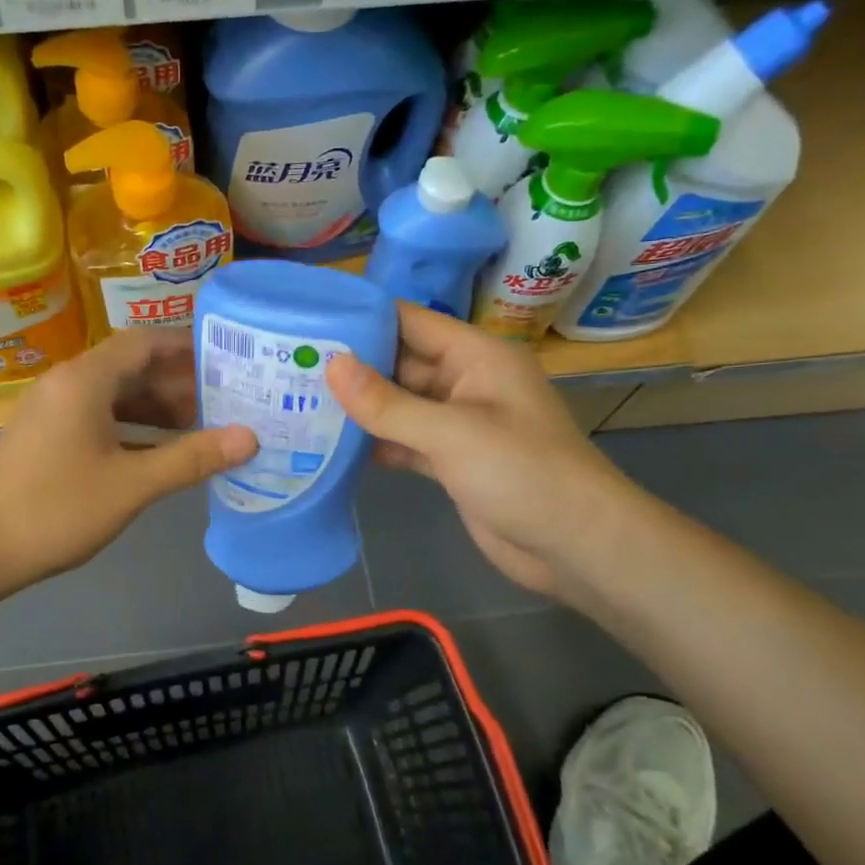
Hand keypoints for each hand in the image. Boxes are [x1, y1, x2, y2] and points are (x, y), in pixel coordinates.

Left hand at [0, 328, 256, 598]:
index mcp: (84, 380)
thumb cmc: (57, 509)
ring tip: (201, 426)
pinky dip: (132, 426)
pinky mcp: (46, 434)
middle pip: (131, 366)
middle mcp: (66, 383)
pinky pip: (98, 416)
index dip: (188, 348)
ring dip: (156, 407)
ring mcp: (52, 409)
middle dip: (178, 382)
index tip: (228, 361)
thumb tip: (250, 438)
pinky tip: (160, 450)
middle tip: (225, 400)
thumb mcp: (133, 485)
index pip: (145, 342)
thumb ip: (192, 458)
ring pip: (115, 394)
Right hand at [327, 304, 627, 598]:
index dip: (363, 318)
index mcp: (476, 356)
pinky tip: (331, 446)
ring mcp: (457, 424)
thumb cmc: (523, 472)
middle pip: (399, 363)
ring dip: (359, 408)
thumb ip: (389, 403)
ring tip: (298, 401)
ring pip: (399, 406)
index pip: (410, 321)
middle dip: (351, 367)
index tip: (309, 321)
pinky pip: (405, 441)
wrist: (575, 545)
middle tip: (289, 367)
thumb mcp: (452, 432)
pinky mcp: (451, 461)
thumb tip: (332, 365)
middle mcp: (465, 382)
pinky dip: (375, 443)